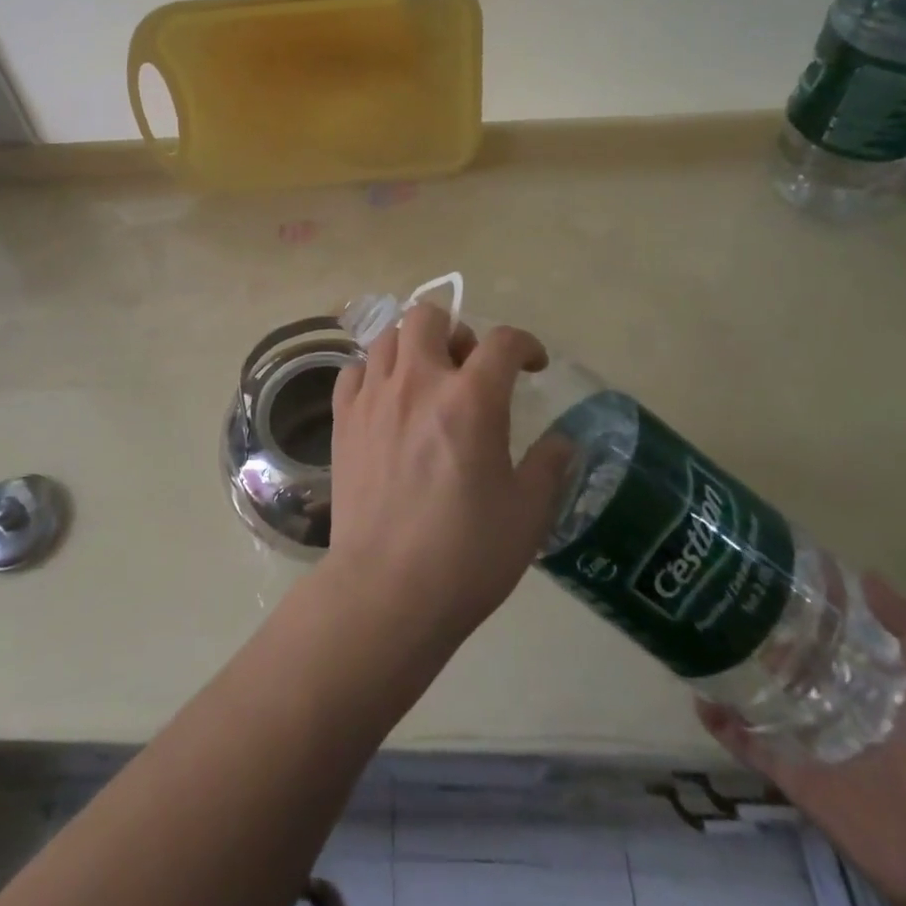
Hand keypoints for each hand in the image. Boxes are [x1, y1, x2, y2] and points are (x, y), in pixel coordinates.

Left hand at [320, 303, 573, 650]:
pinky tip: (386, 401)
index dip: (525, 345)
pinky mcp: (343, 418)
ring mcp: (374, 396)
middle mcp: (419, 381)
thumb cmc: (466, 554)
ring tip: (425, 381)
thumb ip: (549, 466)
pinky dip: (374, 373)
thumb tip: (563, 441)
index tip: (532, 365)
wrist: (387, 590)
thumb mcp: (528, 514)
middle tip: (467, 368)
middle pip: (429, 316)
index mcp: (471, 399)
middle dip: (455, 331)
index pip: (503, 341)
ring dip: (413, 347)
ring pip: (388, 337)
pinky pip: (354, 370)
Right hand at [698, 578, 905, 905]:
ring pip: (768, 696)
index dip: (816, 601)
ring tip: (706, 634)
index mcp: (883, 688)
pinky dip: (724, 725)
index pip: (842, 633)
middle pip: (799, 660)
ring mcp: (818, 744)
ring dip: (740, 670)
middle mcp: (847, 709)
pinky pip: (751, 745)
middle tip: (729, 595)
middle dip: (768, 630)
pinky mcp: (797, 777)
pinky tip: (700, 699)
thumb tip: (863, 575)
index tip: (779, 567)